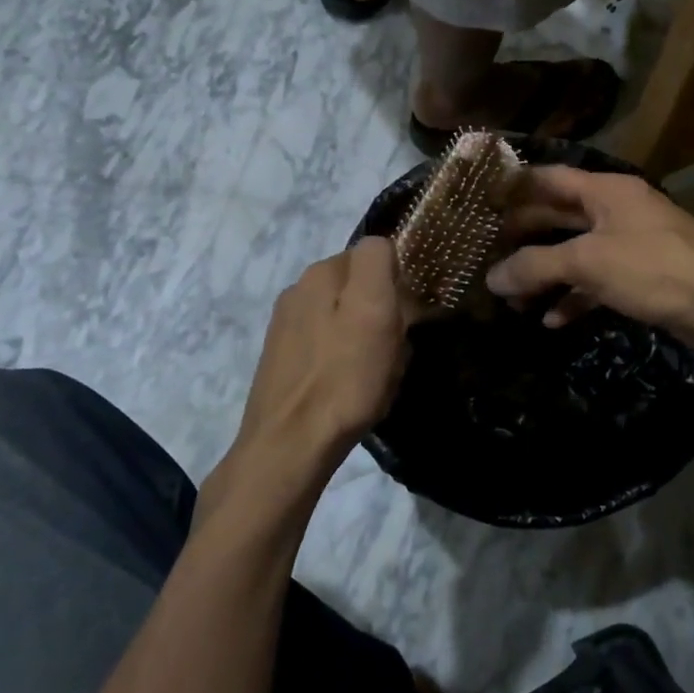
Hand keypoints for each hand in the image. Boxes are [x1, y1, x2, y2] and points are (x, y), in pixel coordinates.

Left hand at [215, 238, 410, 515]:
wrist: (290, 445)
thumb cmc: (343, 377)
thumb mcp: (374, 310)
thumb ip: (377, 262)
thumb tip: (382, 246)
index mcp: (321, 272)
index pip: (375, 253)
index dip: (399, 281)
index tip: (409, 313)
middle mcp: (299, 289)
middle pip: (360, 287)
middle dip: (383, 311)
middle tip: (396, 346)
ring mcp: (287, 325)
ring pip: (346, 317)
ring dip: (366, 337)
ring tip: (375, 372)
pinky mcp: (284, 358)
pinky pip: (329, 345)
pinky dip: (345, 358)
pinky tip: (348, 386)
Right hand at [485, 167, 693, 347]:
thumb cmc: (653, 267)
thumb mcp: (589, 262)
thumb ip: (537, 266)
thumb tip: (491, 278)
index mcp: (606, 191)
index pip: (550, 178)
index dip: (514, 187)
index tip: (480, 202)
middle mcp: (617, 210)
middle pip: (559, 216)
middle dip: (525, 237)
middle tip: (487, 254)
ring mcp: (631, 244)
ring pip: (576, 253)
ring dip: (546, 273)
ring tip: (513, 297)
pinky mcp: (641, 277)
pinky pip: (597, 281)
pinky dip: (574, 297)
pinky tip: (551, 319)